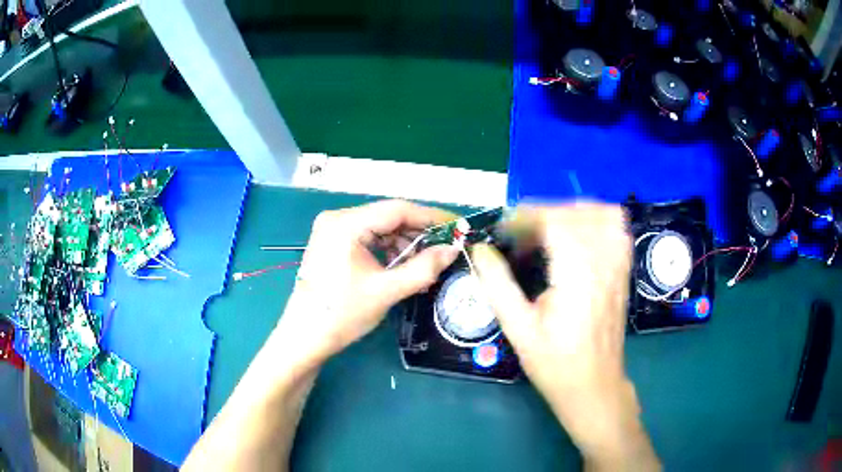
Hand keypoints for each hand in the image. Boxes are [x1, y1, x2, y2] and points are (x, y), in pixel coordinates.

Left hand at [275, 200, 459, 366]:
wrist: (305, 337)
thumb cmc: (342, 315)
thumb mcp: (387, 291)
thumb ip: (423, 268)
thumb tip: (452, 249)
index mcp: (346, 224)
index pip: (397, 209)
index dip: (431, 217)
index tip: (458, 227)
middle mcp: (337, 218)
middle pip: (388, 217)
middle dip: (418, 233)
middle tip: (445, 248)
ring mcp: (333, 230)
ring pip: (380, 227)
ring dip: (404, 243)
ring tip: (424, 264)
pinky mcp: (333, 242)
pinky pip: (369, 238)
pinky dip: (388, 249)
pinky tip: (402, 266)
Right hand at [472, 203, 658, 469]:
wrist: (593, 385)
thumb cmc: (554, 363)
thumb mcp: (518, 329)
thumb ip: (497, 285)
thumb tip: (480, 251)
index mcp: (576, 278)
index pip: (556, 223)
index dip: (527, 217)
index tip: (505, 229)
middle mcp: (603, 266)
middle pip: (579, 213)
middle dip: (545, 212)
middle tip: (522, 232)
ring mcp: (618, 268)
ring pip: (603, 215)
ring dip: (573, 212)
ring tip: (548, 228)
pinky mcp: (623, 272)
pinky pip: (618, 230)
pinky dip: (597, 220)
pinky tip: (578, 234)